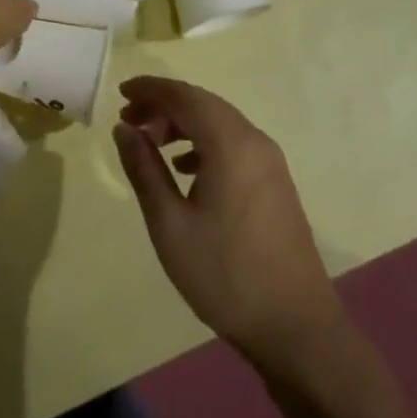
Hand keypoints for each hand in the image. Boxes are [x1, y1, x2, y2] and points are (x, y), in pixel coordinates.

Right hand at [114, 76, 343, 371]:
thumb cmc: (226, 275)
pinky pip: (233, 143)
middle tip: (129, 120)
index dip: (150, 89)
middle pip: (203, 103)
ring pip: (219, 122)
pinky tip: (184, 169)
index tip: (120, 93)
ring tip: (151, 144)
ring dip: (183, 123)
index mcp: (230, 144)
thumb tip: (124, 129)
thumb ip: (144, 169)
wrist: (297, 328)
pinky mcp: (275, 182)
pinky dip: (203, 142)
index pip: (184, 96)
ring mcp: (270, 162)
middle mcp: (254, 141)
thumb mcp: (170, 224)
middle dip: (164, 105)